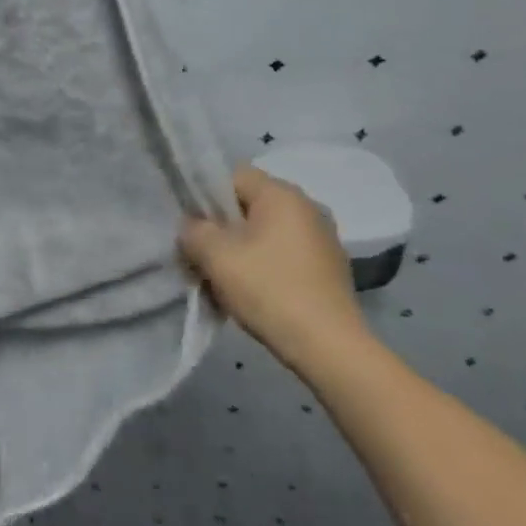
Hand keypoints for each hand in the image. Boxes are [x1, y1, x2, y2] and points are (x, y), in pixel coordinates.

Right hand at [181, 165, 372, 371]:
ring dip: (246, 249)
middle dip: (225, 227)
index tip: (195, 227)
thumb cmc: (269, 290)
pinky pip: (288, 254)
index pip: (233, 177)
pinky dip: (269, 266)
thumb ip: (194, 231)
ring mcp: (325, 238)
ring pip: (269, 232)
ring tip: (230, 280)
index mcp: (282, 194)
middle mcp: (308, 206)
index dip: (207, 197)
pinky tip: (259, 293)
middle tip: (207, 256)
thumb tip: (193, 227)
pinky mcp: (332, 268)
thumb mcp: (216, 257)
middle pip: (251, 205)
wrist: (330, 348)